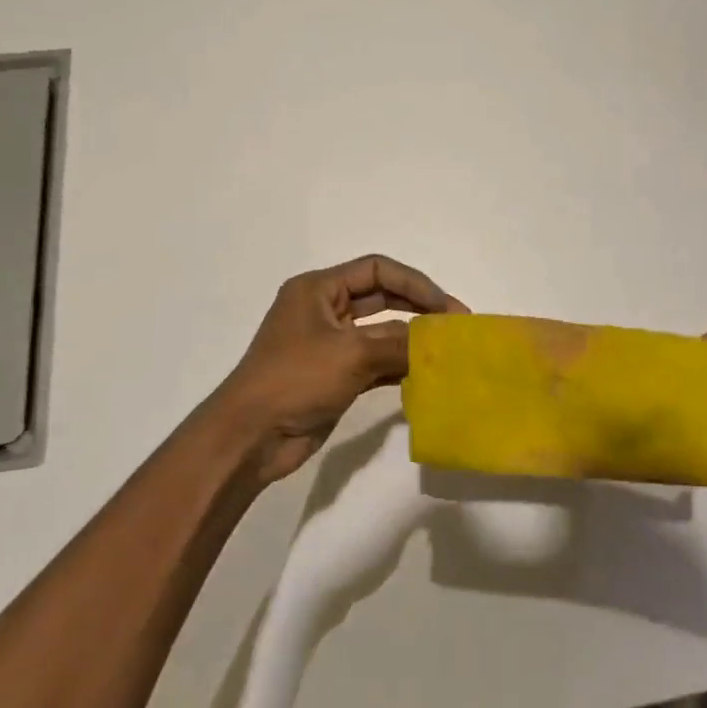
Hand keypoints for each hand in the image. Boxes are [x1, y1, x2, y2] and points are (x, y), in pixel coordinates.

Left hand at [208, 254, 466, 483]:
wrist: (250, 437)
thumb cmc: (295, 379)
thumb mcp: (352, 354)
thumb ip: (400, 344)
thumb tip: (438, 344)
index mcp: (318, 289)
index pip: (377, 270)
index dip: (415, 283)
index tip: (446, 306)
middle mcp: (324, 310)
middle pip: (382, 298)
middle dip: (419, 308)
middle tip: (455, 326)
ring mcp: (330, 345)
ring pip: (381, 332)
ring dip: (412, 339)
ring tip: (447, 351)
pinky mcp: (335, 375)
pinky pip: (376, 361)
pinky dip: (399, 365)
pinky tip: (427, 374)